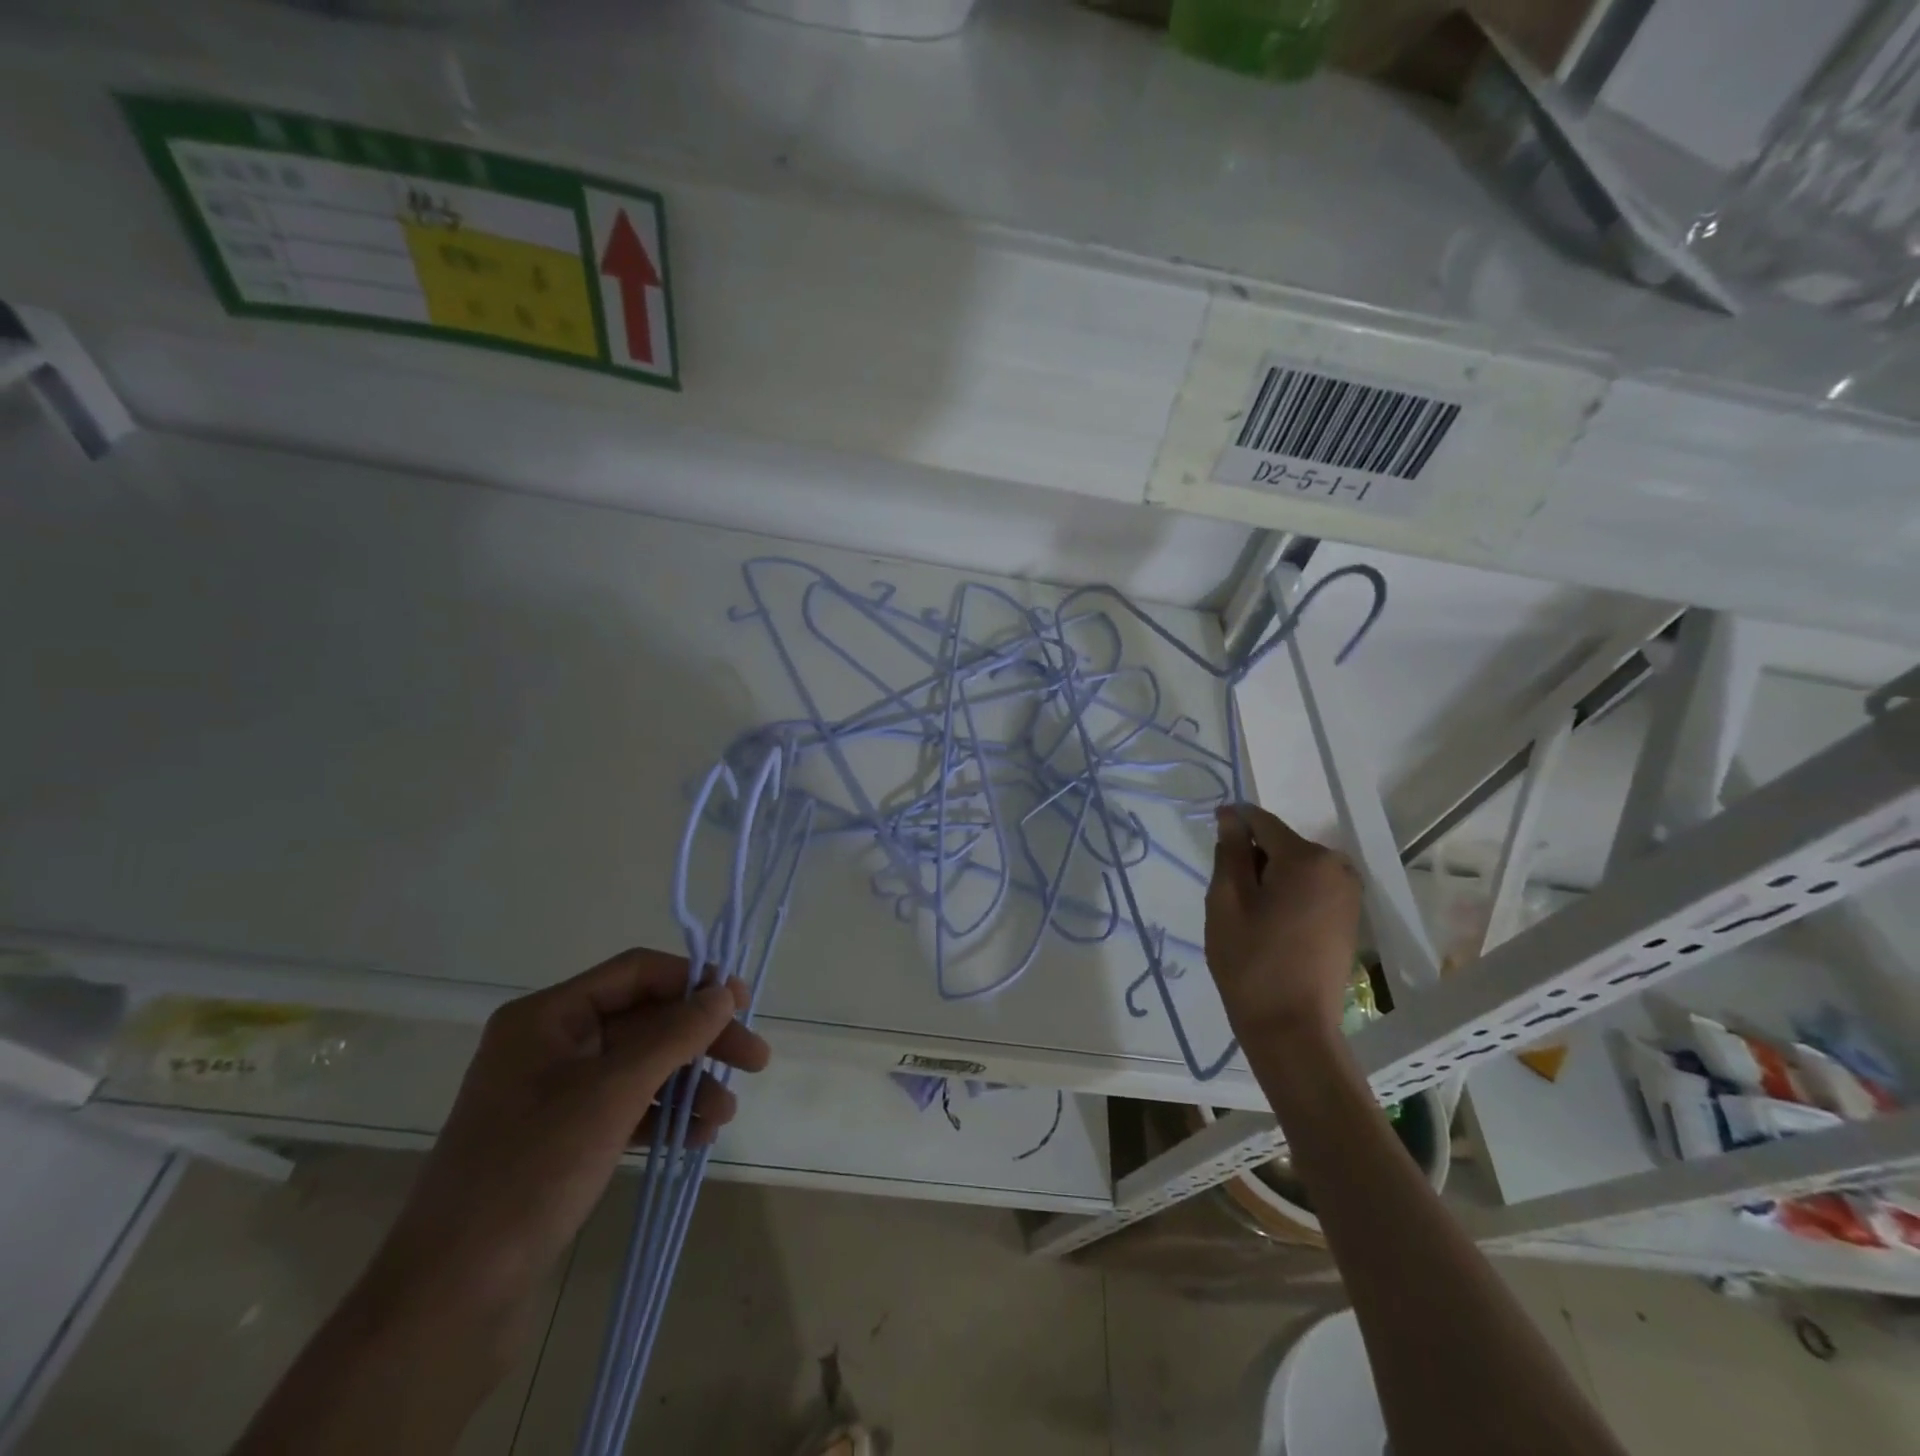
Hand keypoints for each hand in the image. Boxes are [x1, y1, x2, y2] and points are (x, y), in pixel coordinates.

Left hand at [376, 949, 770, 1323]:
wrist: (450, 1297)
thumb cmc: (530, 1171)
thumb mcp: (611, 1094)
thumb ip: (674, 1036)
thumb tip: (725, 992)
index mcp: (547, 1017)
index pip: (636, 973)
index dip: (693, 981)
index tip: (743, 1004)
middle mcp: (551, 1044)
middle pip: (645, 1020)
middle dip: (700, 1040)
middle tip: (755, 1061)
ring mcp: (555, 1093)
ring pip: (640, 1065)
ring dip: (687, 1082)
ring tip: (724, 1115)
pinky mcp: (562, 1137)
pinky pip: (626, 1106)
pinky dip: (663, 1115)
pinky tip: (697, 1136)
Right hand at [1204, 804, 1361, 1046]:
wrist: (1292, 1028)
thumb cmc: (1251, 960)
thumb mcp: (1227, 900)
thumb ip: (1230, 851)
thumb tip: (1231, 816)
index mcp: (1307, 858)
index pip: (1262, 821)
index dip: (1232, 823)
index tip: (1211, 840)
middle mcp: (1337, 867)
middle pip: (1281, 843)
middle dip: (1252, 858)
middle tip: (1229, 896)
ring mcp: (1349, 893)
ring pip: (1295, 866)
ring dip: (1268, 878)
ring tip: (1249, 915)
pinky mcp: (1350, 917)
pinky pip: (1310, 887)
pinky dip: (1287, 894)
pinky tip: (1271, 926)